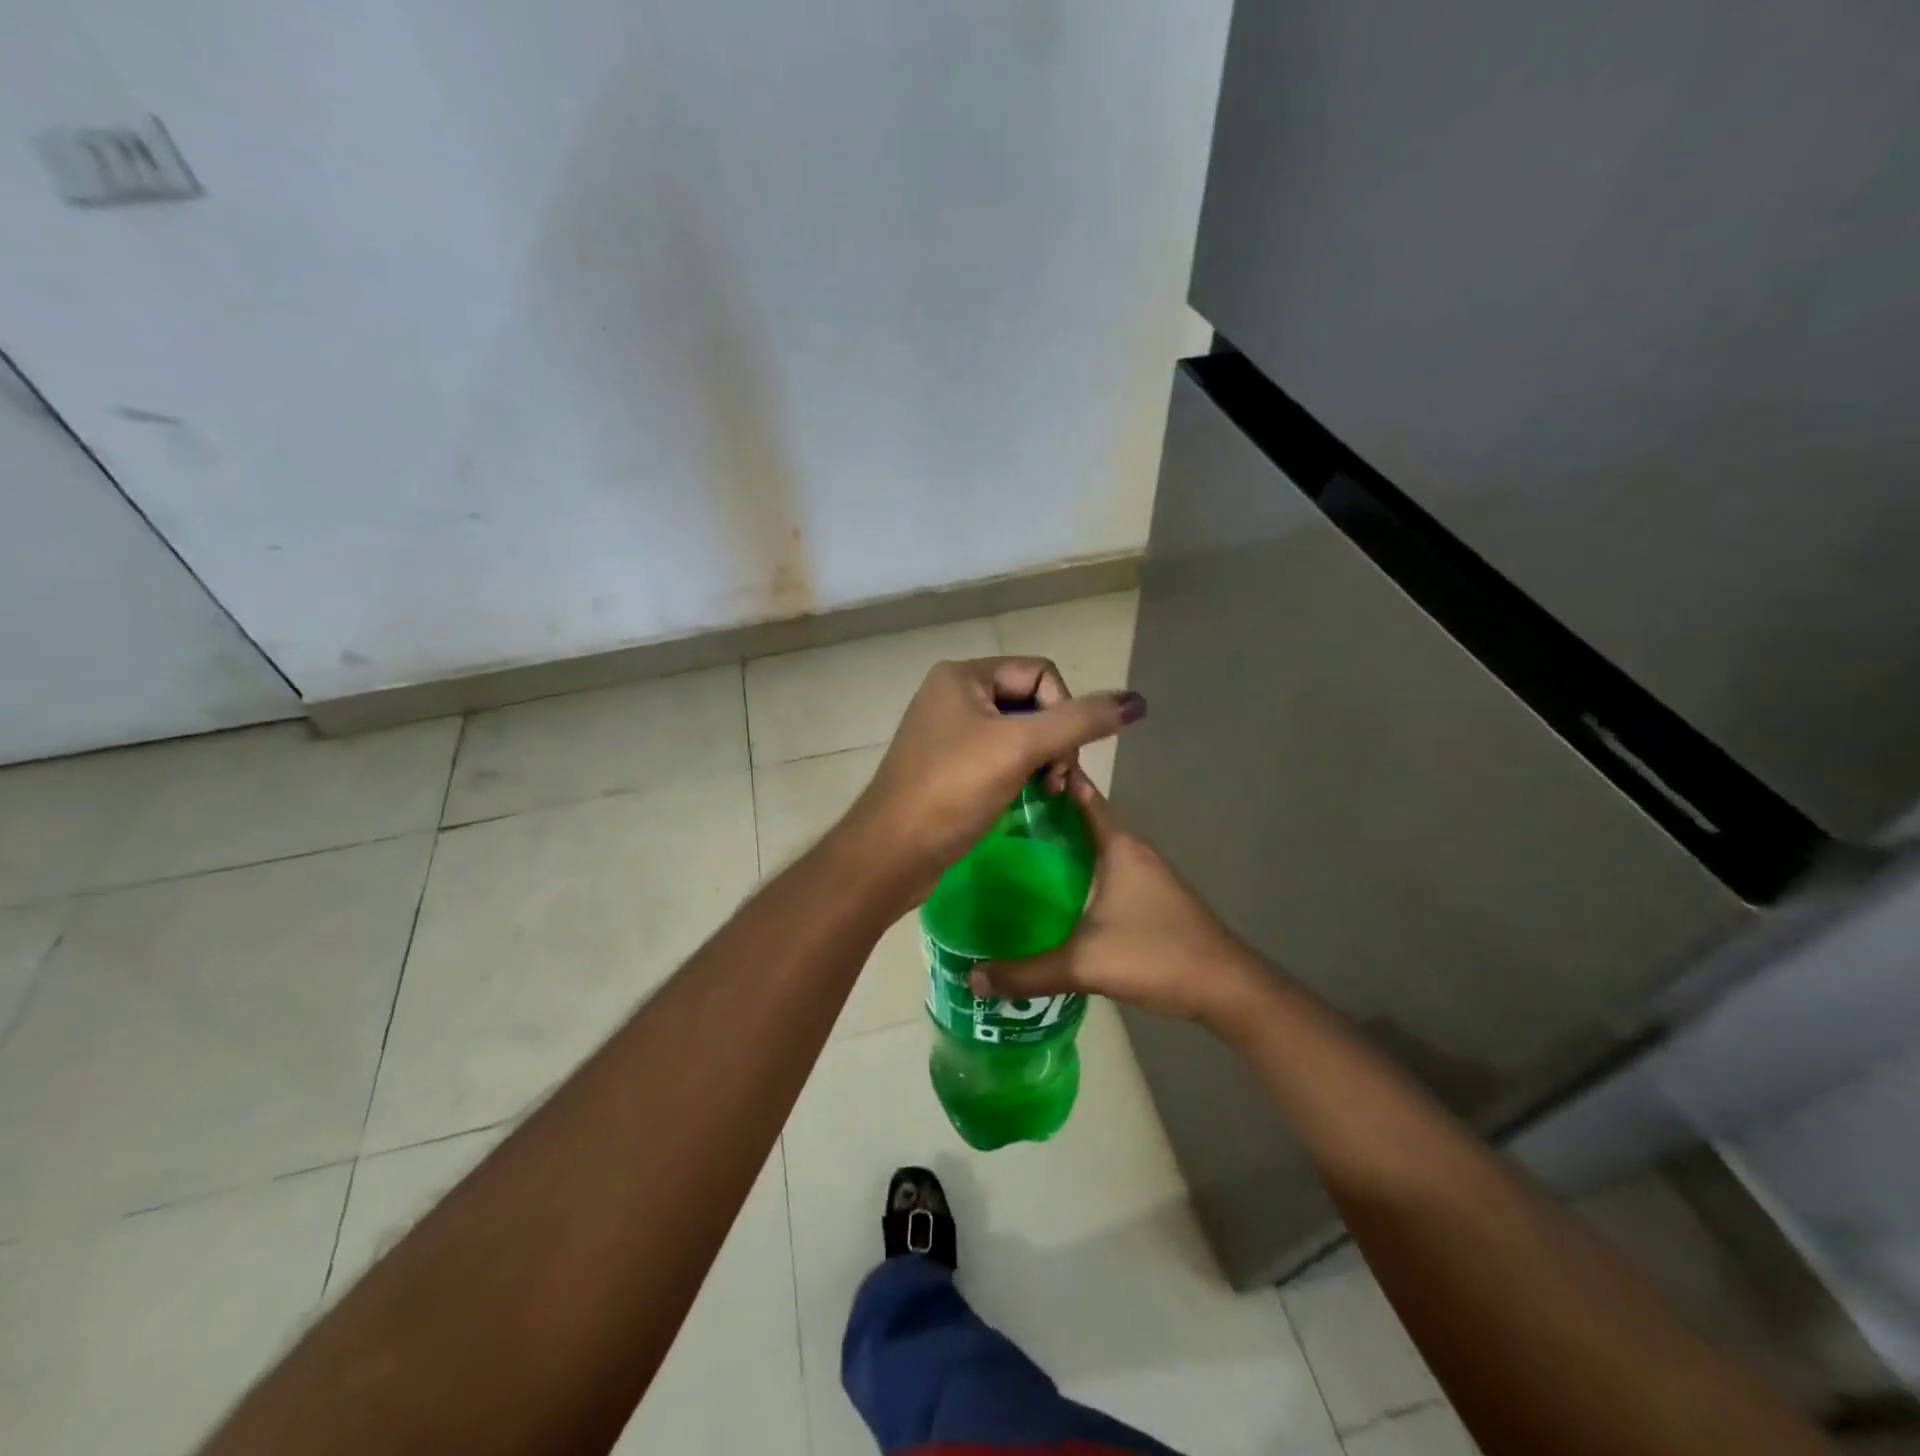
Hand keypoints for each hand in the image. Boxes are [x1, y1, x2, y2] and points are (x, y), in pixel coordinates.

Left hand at [850, 657, 1144, 894]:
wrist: (892, 852)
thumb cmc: (952, 791)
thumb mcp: (1019, 748)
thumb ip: (1080, 721)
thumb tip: (1136, 701)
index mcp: (963, 675)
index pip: (1041, 673)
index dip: (1064, 710)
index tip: (1060, 756)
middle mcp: (954, 695)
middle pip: (1032, 702)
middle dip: (1055, 740)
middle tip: (1056, 780)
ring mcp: (949, 732)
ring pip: (1019, 732)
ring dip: (1043, 759)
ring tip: (1047, 793)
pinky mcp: (950, 766)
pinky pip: (1000, 757)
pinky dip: (1022, 773)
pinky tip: (1029, 799)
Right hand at [967, 771, 1271, 1029]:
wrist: (1226, 989)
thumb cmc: (1157, 956)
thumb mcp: (1084, 965)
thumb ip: (1027, 972)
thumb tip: (972, 977)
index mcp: (1118, 846)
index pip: (1081, 794)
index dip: (1050, 778)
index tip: (1010, 771)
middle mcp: (1132, 851)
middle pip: (1083, 817)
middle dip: (1044, 813)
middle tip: (995, 817)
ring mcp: (1145, 874)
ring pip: (1094, 846)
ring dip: (1062, 843)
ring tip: (1014, 851)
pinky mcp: (1150, 898)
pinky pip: (1104, 869)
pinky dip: (1078, 869)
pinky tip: (1053, 892)